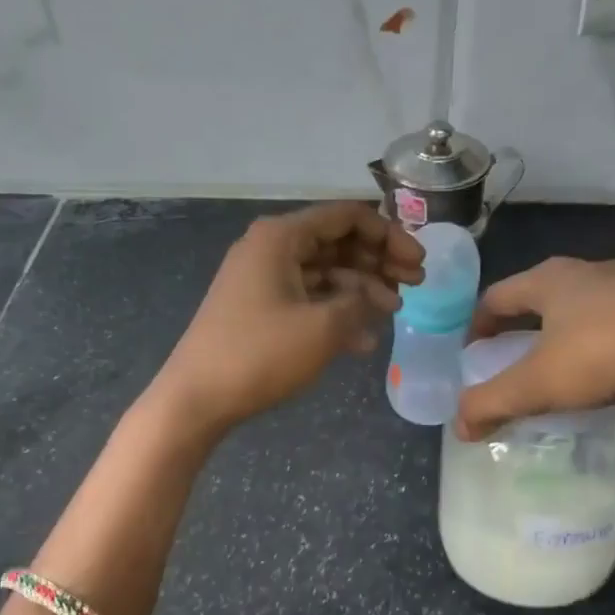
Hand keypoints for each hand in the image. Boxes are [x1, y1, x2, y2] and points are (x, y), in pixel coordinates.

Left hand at [151, 202, 424, 438]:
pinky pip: (306, 299)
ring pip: (324, 273)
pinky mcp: (258, 309)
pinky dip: (335, 313)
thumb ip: (359, 303)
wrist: (197, 397)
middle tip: (415, 285)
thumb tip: (371, 296)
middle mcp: (270, 248)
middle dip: (378, 262)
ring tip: (393, 314)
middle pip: (337, 243)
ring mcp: (262, 279)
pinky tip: (363, 341)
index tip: (418, 262)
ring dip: (361, 291)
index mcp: (281, 237)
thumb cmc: (260, 354)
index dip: (389, 235)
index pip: (346, 217)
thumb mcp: (323, 328)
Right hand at [454, 257, 614, 439]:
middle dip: (529, 335)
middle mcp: (592, 274)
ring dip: (577, 348)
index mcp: (550, 281)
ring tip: (574, 386)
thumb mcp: (536, 384)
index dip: (479, 324)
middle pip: (546, 302)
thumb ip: (492, 403)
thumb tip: (458, 427)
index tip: (471, 352)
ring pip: (594, 318)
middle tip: (519, 367)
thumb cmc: (603, 351)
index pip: (498, 295)